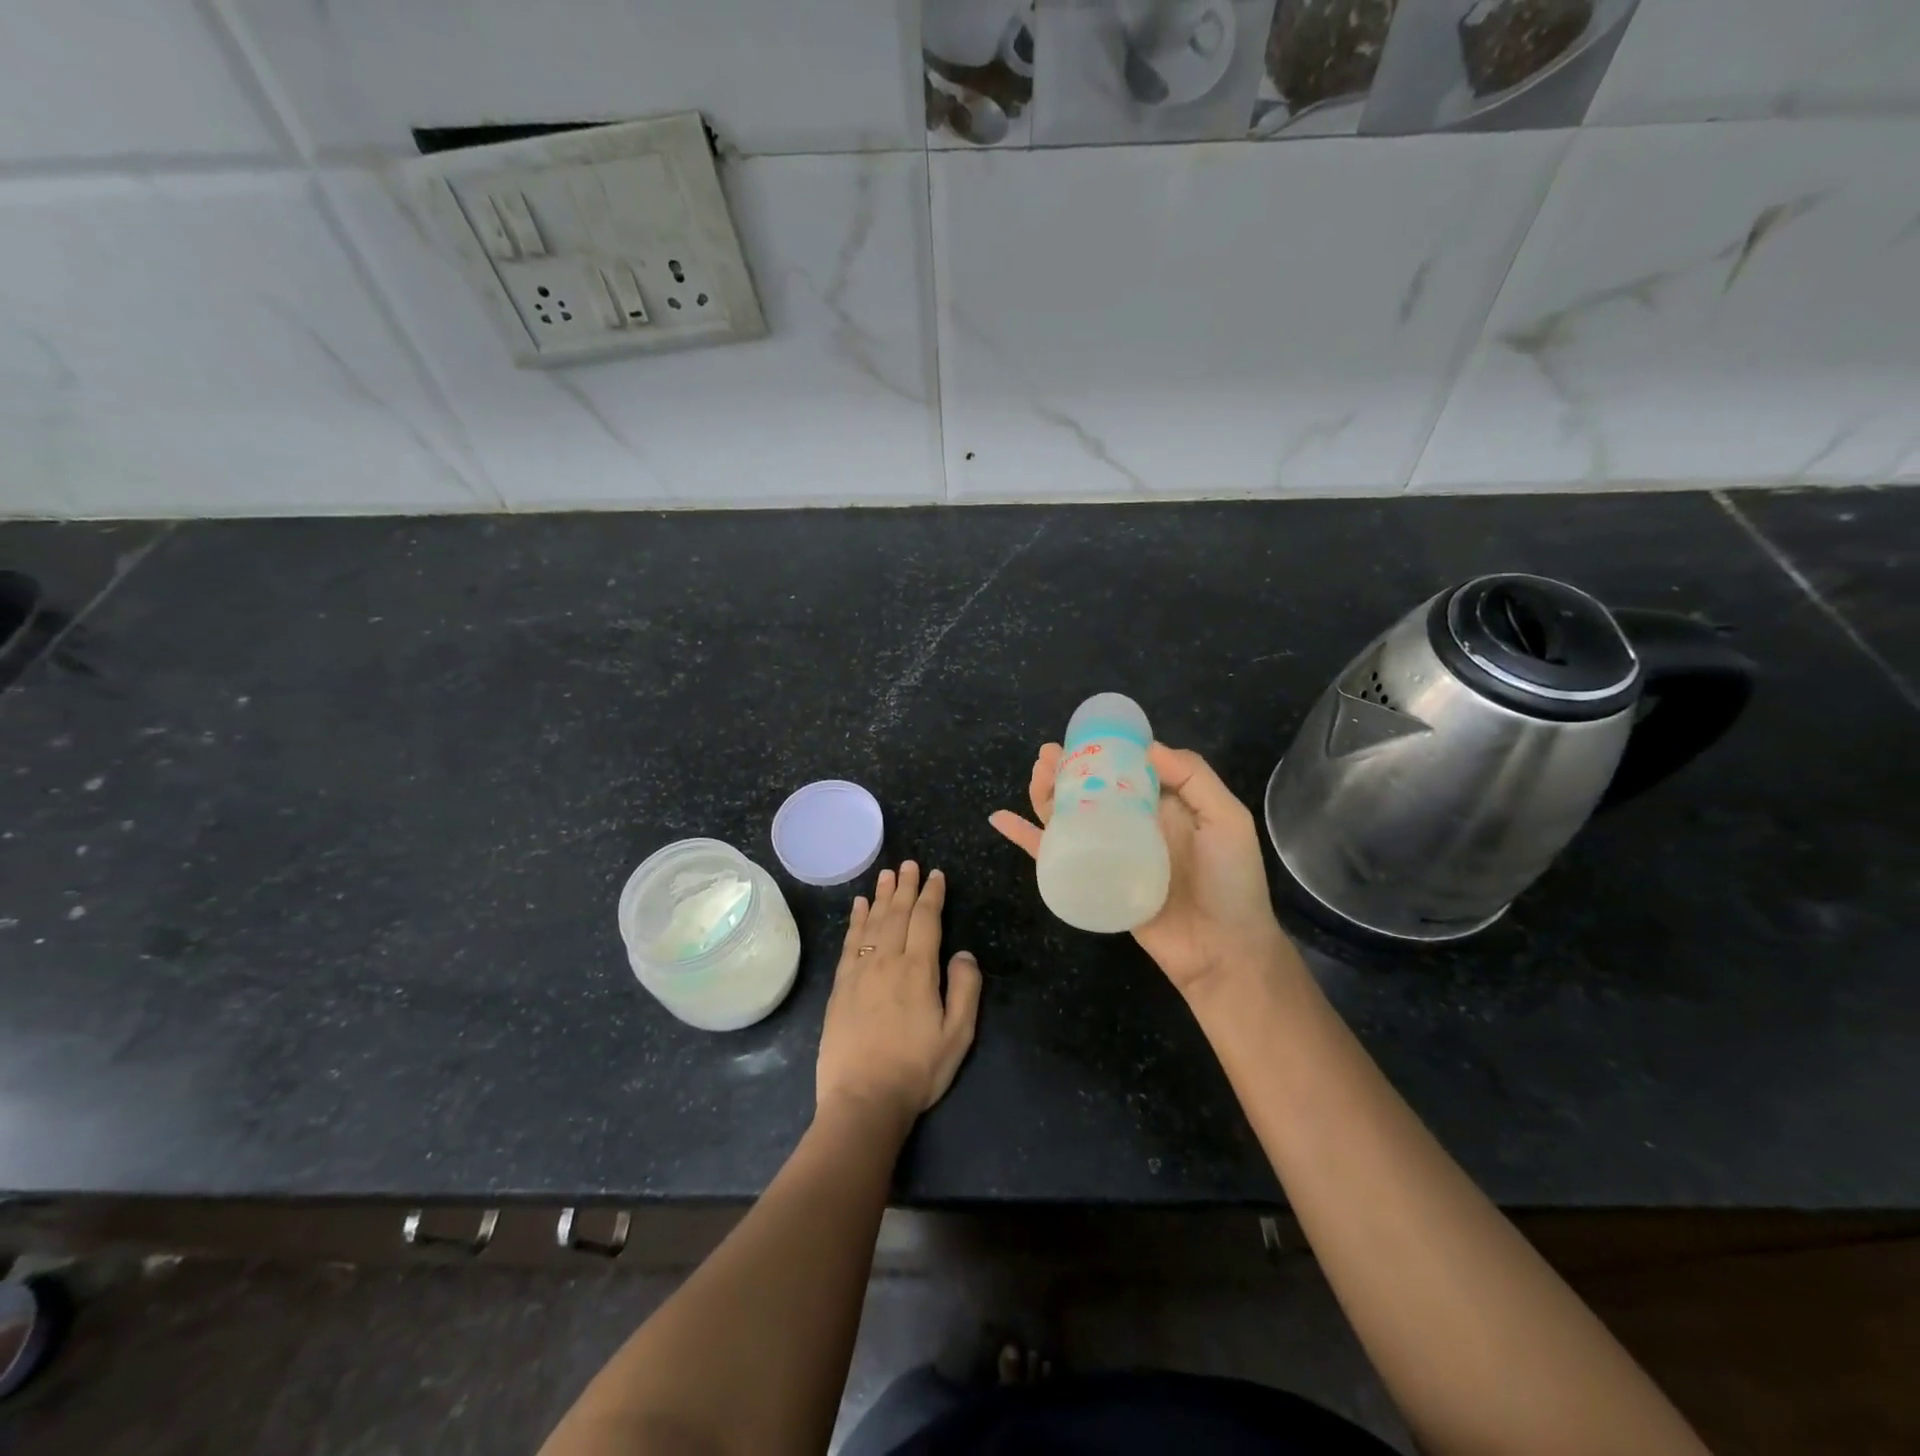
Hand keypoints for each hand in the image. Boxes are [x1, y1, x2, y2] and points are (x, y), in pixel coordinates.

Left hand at [816, 862, 982, 1129]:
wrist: (863, 1100)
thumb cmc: (917, 1070)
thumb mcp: (958, 1036)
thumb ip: (965, 989)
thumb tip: (963, 953)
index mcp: (918, 970)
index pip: (926, 920)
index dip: (931, 895)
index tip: (935, 875)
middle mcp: (887, 961)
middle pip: (896, 913)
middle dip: (905, 886)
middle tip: (908, 863)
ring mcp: (859, 971)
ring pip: (871, 922)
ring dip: (880, 896)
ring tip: (886, 874)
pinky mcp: (840, 986)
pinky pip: (849, 942)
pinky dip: (854, 920)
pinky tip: (857, 906)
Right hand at [990, 743, 1289, 996]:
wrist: (1222, 952)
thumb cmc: (1230, 883)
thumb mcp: (1226, 820)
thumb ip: (1194, 779)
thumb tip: (1146, 747)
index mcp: (1163, 806)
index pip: (1125, 769)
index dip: (1101, 750)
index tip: (1081, 736)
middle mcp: (1131, 825)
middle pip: (1088, 790)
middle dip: (1066, 768)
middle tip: (1046, 755)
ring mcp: (1108, 854)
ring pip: (1066, 816)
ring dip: (1045, 793)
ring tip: (1035, 774)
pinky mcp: (1089, 881)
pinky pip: (1051, 857)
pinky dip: (1024, 838)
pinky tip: (1001, 819)